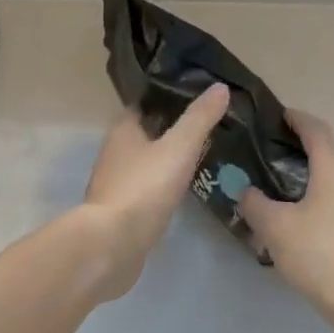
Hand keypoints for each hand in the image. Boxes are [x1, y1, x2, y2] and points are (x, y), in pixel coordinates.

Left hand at [75, 83, 230, 301]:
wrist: (112, 245)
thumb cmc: (144, 187)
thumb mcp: (178, 147)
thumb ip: (199, 118)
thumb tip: (220, 87)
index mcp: (123, 129)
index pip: (146, 103)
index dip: (169, 96)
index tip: (197, 94)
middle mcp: (115, 152)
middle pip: (146, 132)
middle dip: (172, 128)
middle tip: (207, 125)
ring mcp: (117, 183)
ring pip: (147, 161)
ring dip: (168, 158)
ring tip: (202, 155)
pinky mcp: (122, 212)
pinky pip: (147, 188)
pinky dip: (164, 185)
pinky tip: (184, 189)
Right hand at [239, 109, 333, 332]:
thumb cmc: (322, 257)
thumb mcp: (276, 230)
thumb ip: (255, 204)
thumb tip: (247, 191)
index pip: (315, 128)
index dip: (297, 118)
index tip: (281, 116)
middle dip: (310, 152)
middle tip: (283, 165)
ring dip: (327, 179)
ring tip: (301, 199)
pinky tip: (325, 229)